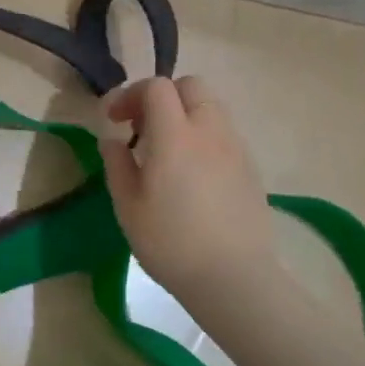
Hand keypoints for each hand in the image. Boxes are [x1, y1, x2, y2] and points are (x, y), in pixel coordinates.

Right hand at [99, 76, 279, 301]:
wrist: (234, 279)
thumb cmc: (171, 242)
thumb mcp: (128, 205)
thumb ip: (117, 163)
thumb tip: (113, 139)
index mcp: (175, 135)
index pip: (156, 87)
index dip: (131, 94)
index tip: (114, 120)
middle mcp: (210, 131)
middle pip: (190, 86)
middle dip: (162, 96)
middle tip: (142, 127)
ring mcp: (236, 148)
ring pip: (211, 107)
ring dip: (185, 115)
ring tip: (167, 150)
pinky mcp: (251, 168)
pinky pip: (224, 134)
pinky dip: (204, 136)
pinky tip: (192, 172)